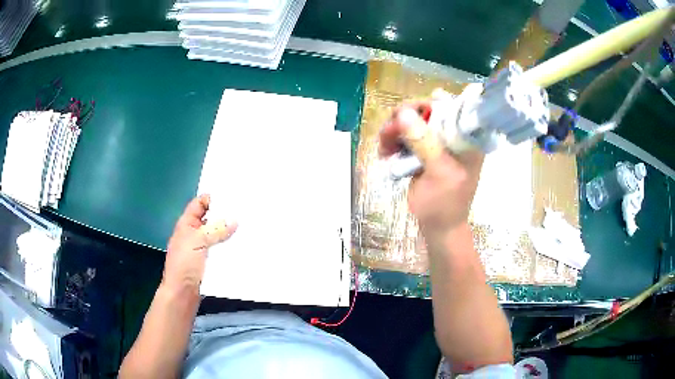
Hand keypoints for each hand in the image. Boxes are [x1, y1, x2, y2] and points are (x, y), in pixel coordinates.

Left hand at [163, 194, 237, 292]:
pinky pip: (222, 249)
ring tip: (250, 226)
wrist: (182, 293)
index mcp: (187, 224)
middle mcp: (195, 233)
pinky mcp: (210, 261)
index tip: (233, 197)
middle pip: (211, 218)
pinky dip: (231, 247)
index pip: (200, 203)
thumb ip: (215, 229)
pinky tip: (244, 245)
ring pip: (218, 235)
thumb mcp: (197, 242)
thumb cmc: (184, 264)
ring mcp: (203, 248)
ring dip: (230, 232)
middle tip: (246, 210)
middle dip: (226, 215)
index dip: (213, 198)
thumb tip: (234, 220)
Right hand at [379, 99, 483, 237]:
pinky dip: (395, 140)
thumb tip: (403, 113)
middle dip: (404, 119)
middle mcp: (455, 135)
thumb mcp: (437, 174)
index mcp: (467, 139)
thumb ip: (424, 142)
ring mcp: (440, 142)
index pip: (449, 107)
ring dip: (395, 130)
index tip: (403, 115)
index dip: (425, 106)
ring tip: (384, 148)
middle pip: (428, 111)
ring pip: (414, 122)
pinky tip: (386, 153)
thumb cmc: (443, 205)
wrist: (439, 228)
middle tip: (386, 133)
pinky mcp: (427, 151)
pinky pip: (408, 136)